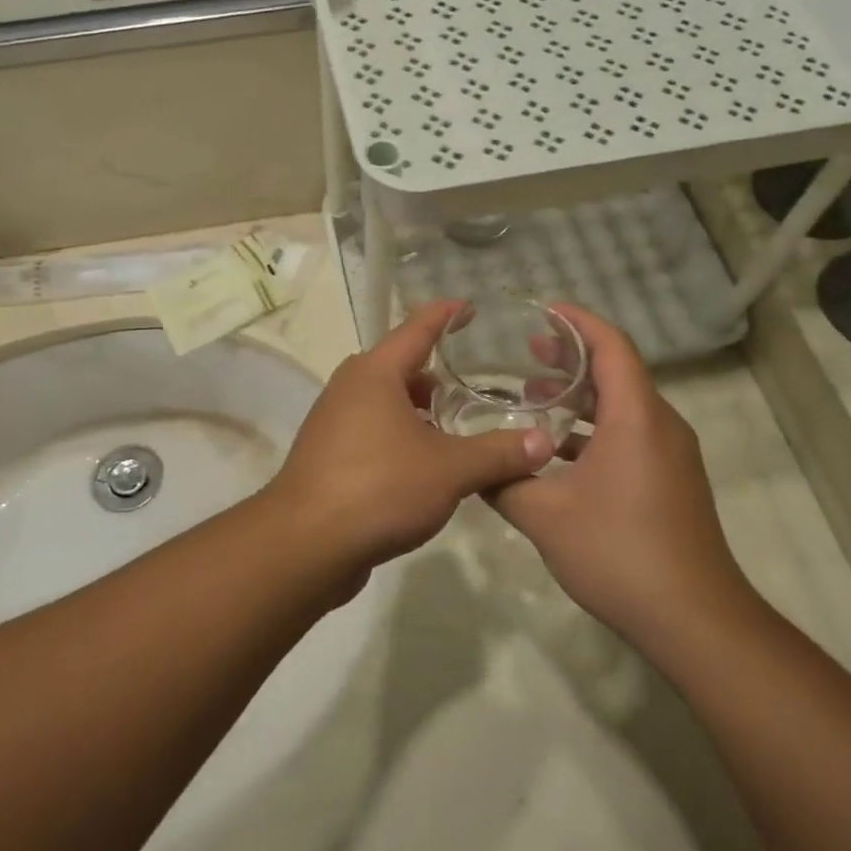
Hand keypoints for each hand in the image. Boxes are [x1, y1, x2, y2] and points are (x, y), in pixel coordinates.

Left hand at [266, 302, 553, 572]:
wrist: (306, 545)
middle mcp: (350, 388)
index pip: (417, 328)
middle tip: (477, 385)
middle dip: (438, 375)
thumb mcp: (450, 469)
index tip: (469, 306)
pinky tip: (427, 465)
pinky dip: (402, 437)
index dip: (446, 315)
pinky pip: (373, 432)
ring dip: (420, 411)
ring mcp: (334, 422)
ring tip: (458, 428)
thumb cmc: (379, 487)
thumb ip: (498, 453)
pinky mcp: (329, 456)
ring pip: (386, 403)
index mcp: (375, 373)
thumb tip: (544, 442)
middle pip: (401, 367)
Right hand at [488, 305, 754, 644]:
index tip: (542, 312)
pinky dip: (594, 427)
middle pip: (618, 371)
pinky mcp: (671, 479)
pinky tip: (557, 451)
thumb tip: (473, 467)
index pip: (611, 346)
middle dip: (572, 357)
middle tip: (527, 354)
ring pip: (624, 405)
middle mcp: (660, 425)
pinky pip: (631, 433)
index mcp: (636, 418)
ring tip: (534, 397)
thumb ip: (502, 482)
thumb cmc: (618, 552)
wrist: (694, 618)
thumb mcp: (544, 515)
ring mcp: (671, 454)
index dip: (577, 322)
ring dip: (581, 396)